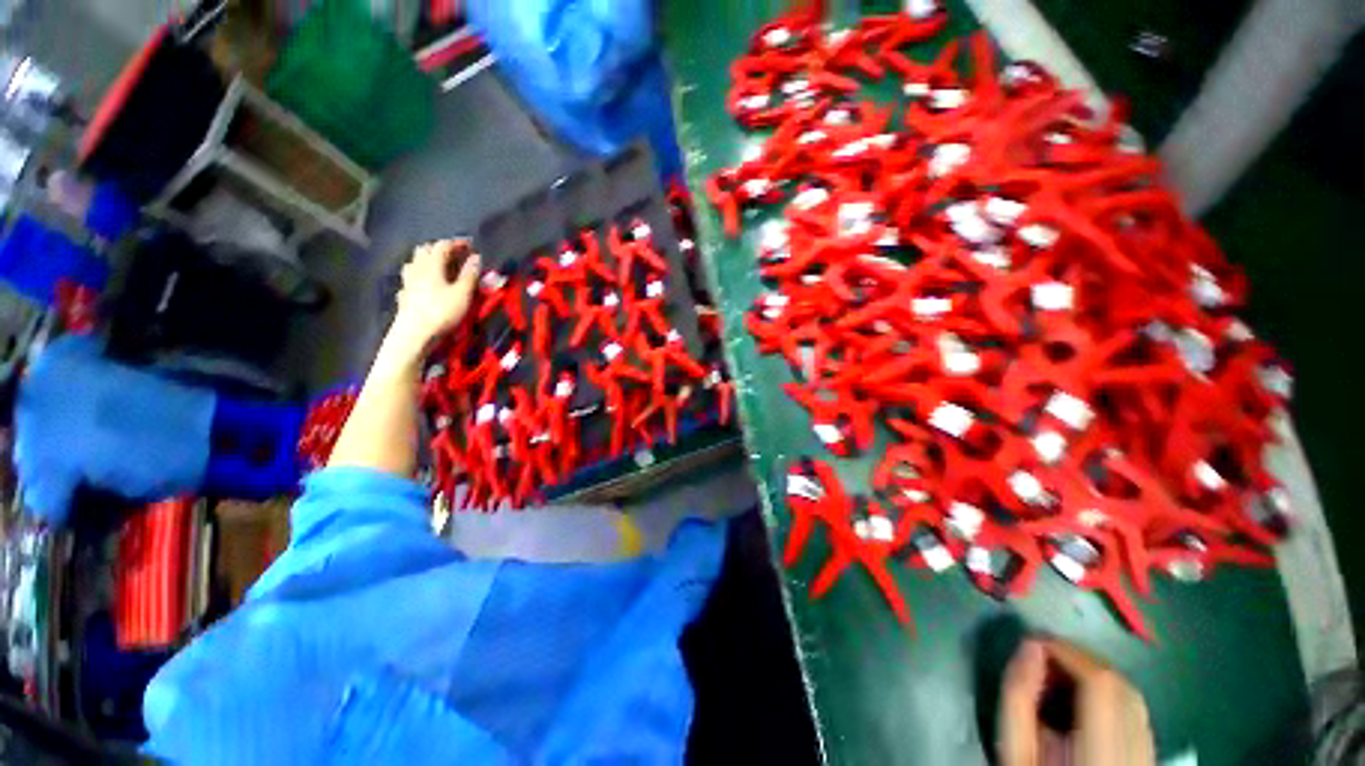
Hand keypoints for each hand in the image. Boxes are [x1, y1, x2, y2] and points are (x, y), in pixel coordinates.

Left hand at [385, 240, 480, 362]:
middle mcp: (417, 268)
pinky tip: (425, 284)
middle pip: (425, 250)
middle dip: (440, 249)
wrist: (414, 333)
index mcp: (432, 264)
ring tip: (440, 267)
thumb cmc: (442, 311)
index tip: (470, 245)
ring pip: (415, 262)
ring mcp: (408, 281)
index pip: (443, 245)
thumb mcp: (463, 293)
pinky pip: (411, 278)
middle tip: (456, 255)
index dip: (457, 243)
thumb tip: (476, 257)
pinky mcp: (404, 295)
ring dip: (428, 261)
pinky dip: (420, 276)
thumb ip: (470, 274)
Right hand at [998, 639, 1154, 765]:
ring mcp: (1148, 757)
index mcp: (1104, 755)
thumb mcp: (1014, 752)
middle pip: (1121, 687)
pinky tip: (1082, 699)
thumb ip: (1019, 698)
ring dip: (1095, 674)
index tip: (1033, 641)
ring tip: (1058, 673)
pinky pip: (1136, 712)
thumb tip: (1029, 646)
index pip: (1101, 685)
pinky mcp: (1148, 758)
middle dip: (1080, 660)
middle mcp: (1138, 754)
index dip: (1069, 652)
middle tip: (1042, 655)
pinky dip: (1108, 693)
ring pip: (1132, 697)